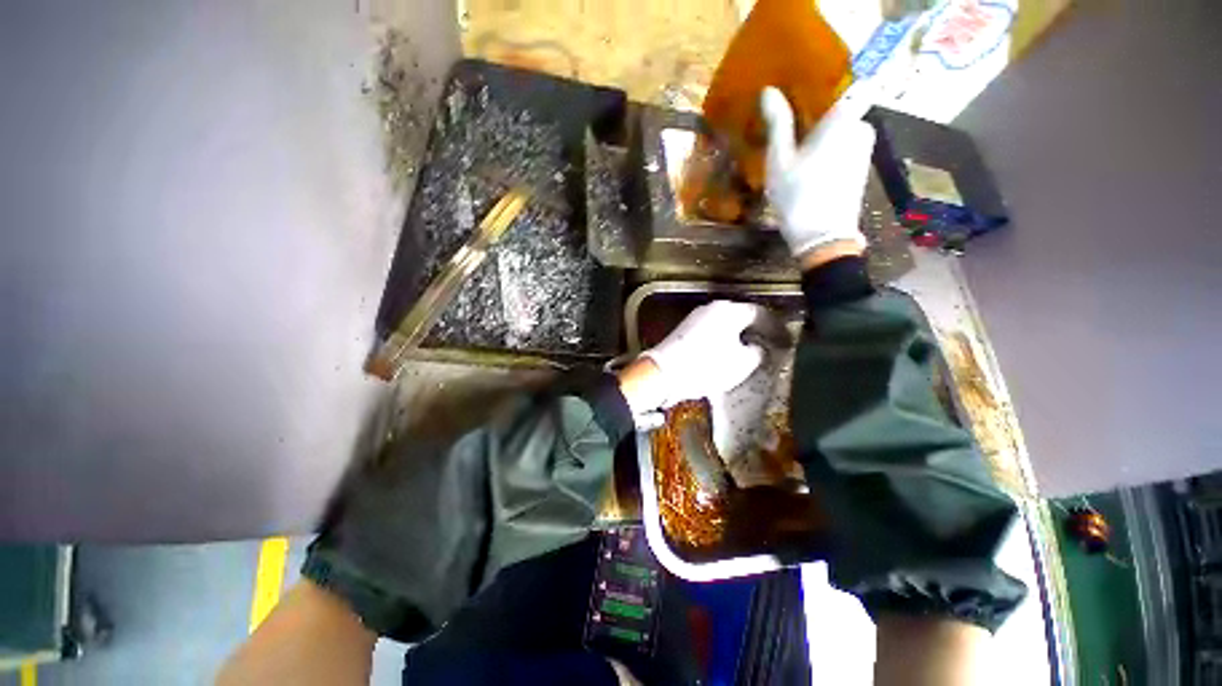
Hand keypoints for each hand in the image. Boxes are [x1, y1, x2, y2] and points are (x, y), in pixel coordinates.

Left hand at [625, 301, 766, 414]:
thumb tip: (757, 347)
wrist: (664, 373)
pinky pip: (711, 331)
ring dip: (739, 335)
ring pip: (725, 324)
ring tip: (750, 351)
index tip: (785, 341)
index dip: (775, 328)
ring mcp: (695, 317)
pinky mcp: (684, 330)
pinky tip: (726, 353)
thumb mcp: (742, 363)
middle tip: (769, 345)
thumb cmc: (707, 366)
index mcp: (729, 310)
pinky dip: (723, 339)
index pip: (760, 313)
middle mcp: (712, 307)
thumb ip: (757, 352)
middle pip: (741, 316)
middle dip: (757, 331)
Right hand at [760, 87, 876, 257]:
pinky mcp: (861, 168)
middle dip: (822, 115)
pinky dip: (831, 149)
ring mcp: (865, 150)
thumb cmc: (798, 195)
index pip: (854, 83)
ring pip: (845, 130)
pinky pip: (846, 147)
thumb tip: (769, 90)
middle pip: (844, 109)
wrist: (822, 237)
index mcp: (844, 119)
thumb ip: (778, 123)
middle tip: (793, 127)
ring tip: (797, 149)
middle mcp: (862, 128)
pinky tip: (810, 166)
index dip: (834, 84)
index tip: (810, 89)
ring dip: (825, 134)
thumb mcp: (780, 159)